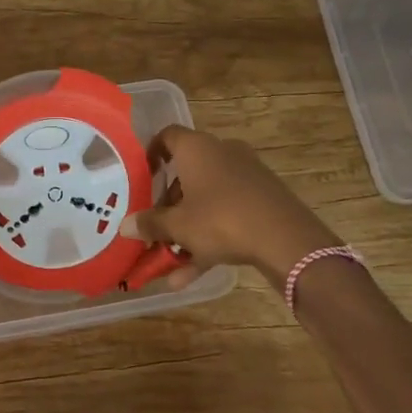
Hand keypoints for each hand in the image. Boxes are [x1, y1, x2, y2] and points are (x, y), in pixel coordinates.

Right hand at [118, 126, 338, 284]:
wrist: (286, 239)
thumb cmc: (221, 220)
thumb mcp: (178, 226)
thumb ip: (150, 224)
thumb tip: (125, 226)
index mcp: (197, 148)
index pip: (167, 136)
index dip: (151, 154)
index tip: (141, 177)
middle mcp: (222, 152)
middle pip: (187, 172)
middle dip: (168, 202)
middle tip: (154, 225)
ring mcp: (246, 175)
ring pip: (207, 198)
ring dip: (187, 227)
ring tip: (168, 259)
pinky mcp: (263, 199)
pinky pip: (227, 213)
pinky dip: (210, 238)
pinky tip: (191, 275)